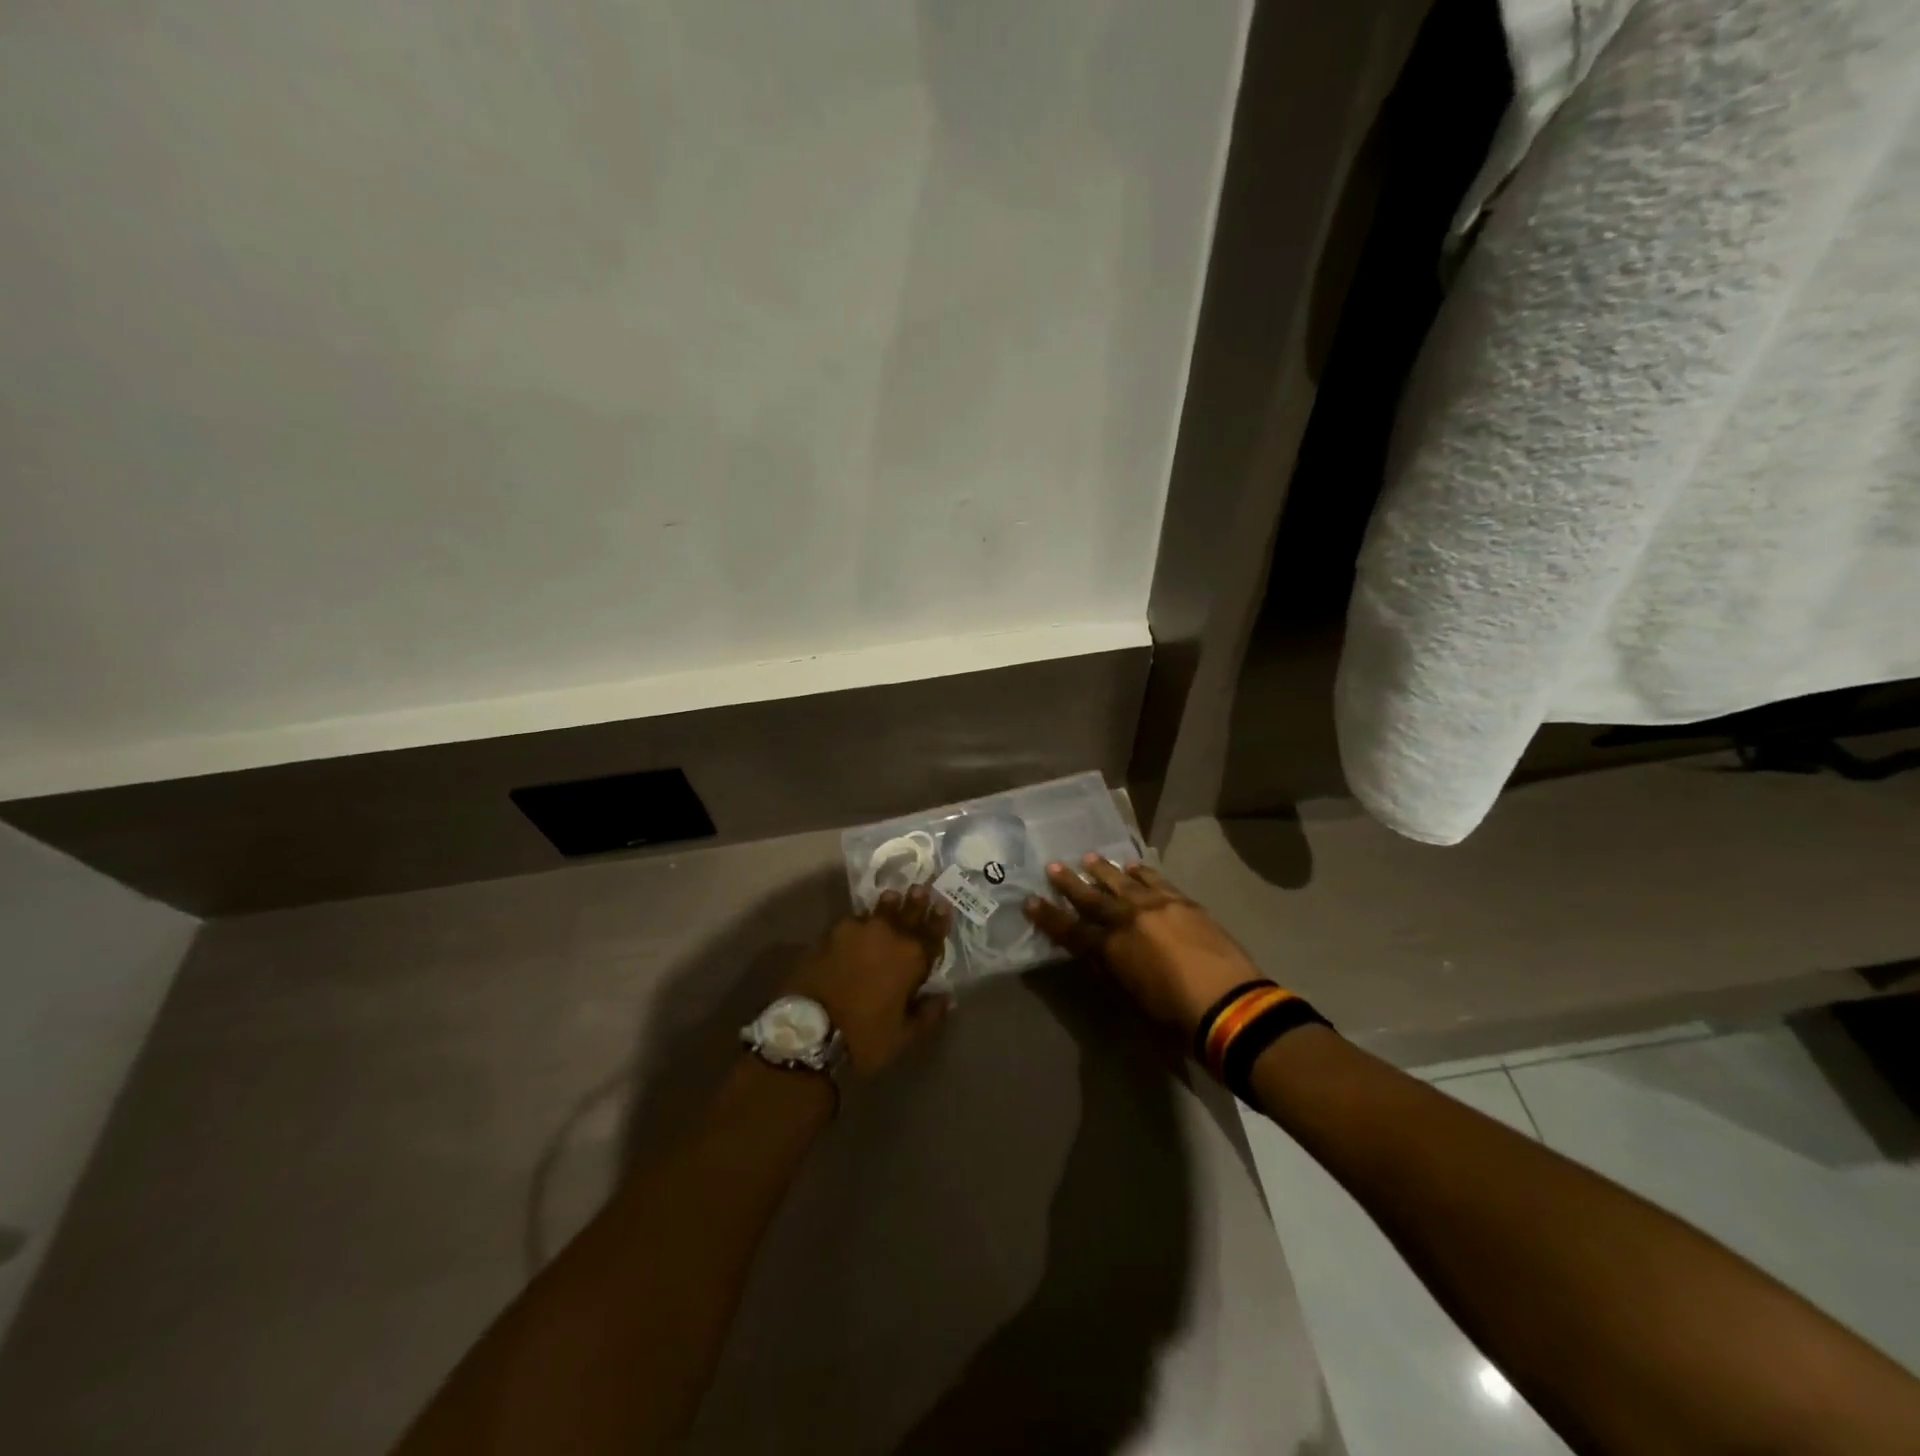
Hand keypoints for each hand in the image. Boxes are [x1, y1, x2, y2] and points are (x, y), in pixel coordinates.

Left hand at [784, 886, 953, 1079]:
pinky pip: (851, 923)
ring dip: (887, 905)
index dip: (939, 919)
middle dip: (915, 901)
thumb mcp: (903, 1036)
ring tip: (891, 896)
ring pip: (877, 912)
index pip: (932, 933)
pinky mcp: (829, 935)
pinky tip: (857, 925)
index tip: (943, 905)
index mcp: (911, 957)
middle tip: (919, 888)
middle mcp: (887, 935)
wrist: (809, 1030)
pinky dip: (859, 923)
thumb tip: (946, 998)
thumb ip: (927, 1014)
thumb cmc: (864, 1037)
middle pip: (906, 912)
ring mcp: (856, 930)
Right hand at [1024, 856, 1265, 1038]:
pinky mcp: (1183, 902)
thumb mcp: (1130, 1000)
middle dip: (1069, 883)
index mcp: (1111, 948)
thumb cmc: (1175, 1019)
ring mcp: (1157, 906)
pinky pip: (1156, 880)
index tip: (1029, 901)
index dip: (1048, 917)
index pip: (1070, 929)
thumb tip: (1097, 953)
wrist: (1230, 1006)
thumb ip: (1111, 971)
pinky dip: (1141, 873)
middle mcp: (1128, 920)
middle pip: (1092, 898)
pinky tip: (1134, 867)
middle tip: (1053, 866)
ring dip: (1103, 870)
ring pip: (1122, 882)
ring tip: (1088, 858)